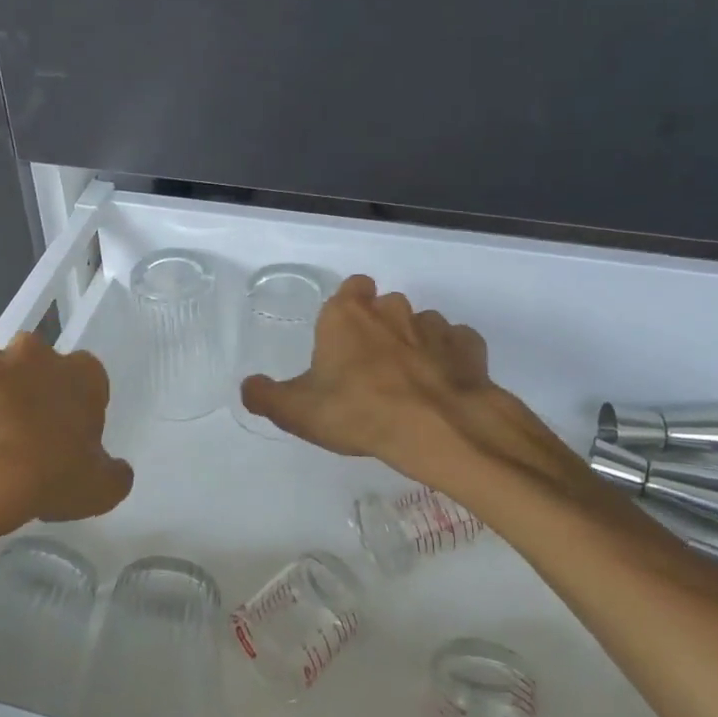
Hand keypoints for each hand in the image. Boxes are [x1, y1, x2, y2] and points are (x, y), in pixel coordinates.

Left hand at [0, 333, 133, 557]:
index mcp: (78, 373)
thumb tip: (114, 471)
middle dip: (29, 393)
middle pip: (34, 367)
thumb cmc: (47, 473)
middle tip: (23, 439)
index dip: (79, 406)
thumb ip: (112, 475)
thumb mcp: (98, 489)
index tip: (69, 437)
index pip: (89, 377)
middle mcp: (31, 354)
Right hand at [240, 275, 592, 502]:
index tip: (343, 337)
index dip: (348, 307)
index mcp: (346, 315)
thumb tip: (249, 387)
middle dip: (379, 327)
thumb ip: (266, 396)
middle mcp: (390, 310)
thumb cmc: (358, 412)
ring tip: (408, 383)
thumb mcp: (296, 412)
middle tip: (370, 367)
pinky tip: (442, 385)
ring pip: (421, 325)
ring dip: (414, 344)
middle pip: (385, 306)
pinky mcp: (468, 347)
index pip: (351, 287)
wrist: (438, 429)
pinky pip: (457, 345)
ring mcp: (433, 325)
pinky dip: (450, 360)